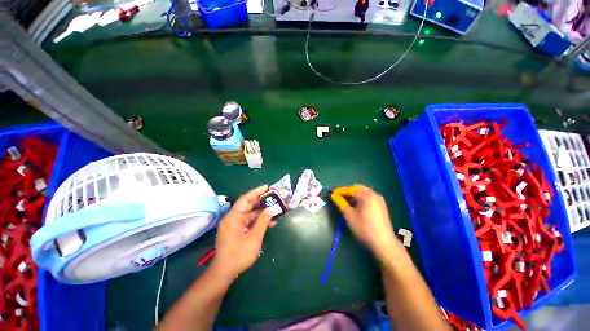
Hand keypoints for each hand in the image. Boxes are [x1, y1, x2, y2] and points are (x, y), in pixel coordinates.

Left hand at [211, 185, 274, 278]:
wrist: (224, 273)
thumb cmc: (238, 256)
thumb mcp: (254, 238)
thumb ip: (263, 222)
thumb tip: (272, 209)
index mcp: (233, 218)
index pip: (245, 199)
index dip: (256, 192)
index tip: (267, 187)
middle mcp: (233, 218)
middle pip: (248, 205)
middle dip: (261, 201)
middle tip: (274, 197)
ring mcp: (235, 224)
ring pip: (250, 213)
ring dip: (262, 212)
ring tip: (275, 210)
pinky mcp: (237, 230)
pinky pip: (249, 221)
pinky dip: (258, 221)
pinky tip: (270, 222)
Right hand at [331, 185, 401, 261]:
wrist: (383, 243)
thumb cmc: (364, 228)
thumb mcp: (349, 215)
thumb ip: (340, 203)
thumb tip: (334, 196)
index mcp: (366, 195)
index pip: (350, 189)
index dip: (340, 191)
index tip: (332, 194)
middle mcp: (374, 194)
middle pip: (358, 189)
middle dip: (348, 192)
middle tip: (339, 199)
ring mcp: (379, 200)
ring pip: (363, 193)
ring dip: (354, 196)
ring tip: (347, 204)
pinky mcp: (382, 206)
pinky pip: (369, 198)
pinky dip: (361, 199)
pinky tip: (357, 207)